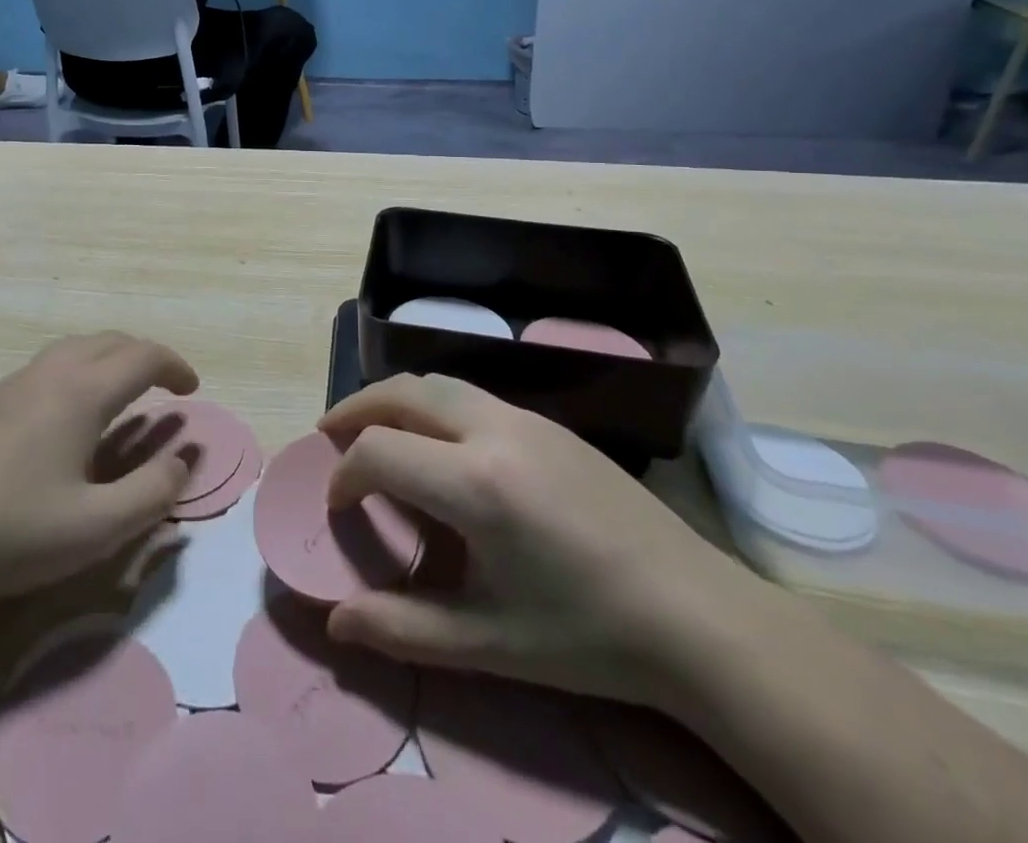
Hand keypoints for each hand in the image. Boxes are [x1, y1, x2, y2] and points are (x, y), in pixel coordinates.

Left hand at [0, 333, 198, 606]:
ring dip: (108, 360)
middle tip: (161, 387)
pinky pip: (46, 367)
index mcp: (82, 391)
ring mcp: (11, 383)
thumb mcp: (98, 527)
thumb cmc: (13, 532)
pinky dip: (75, 373)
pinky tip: (63, 418)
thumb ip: (153, 492)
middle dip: (144, 356)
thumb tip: (183, 460)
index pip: (144, 356)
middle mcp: (50, 373)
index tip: (191, 390)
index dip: (175, 367)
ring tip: (118, 395)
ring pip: (74, 349)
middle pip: (110, 340)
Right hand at [320, 374, 755, 709]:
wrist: (697, 615)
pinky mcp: (550, 423)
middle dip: (355, 409)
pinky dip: (433, 406)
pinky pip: (472, 396)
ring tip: (375, 432)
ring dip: (394, 400)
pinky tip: (441, 447)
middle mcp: (493, 429)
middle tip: (330, 437)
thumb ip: (403, 630)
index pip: (378, 451)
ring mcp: (526, 418)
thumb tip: (335, 624)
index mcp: (474, 482)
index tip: (337, 507)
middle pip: (402, 392)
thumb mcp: (489, 644)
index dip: (344, 476)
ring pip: (438, 383)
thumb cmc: (587, 636)